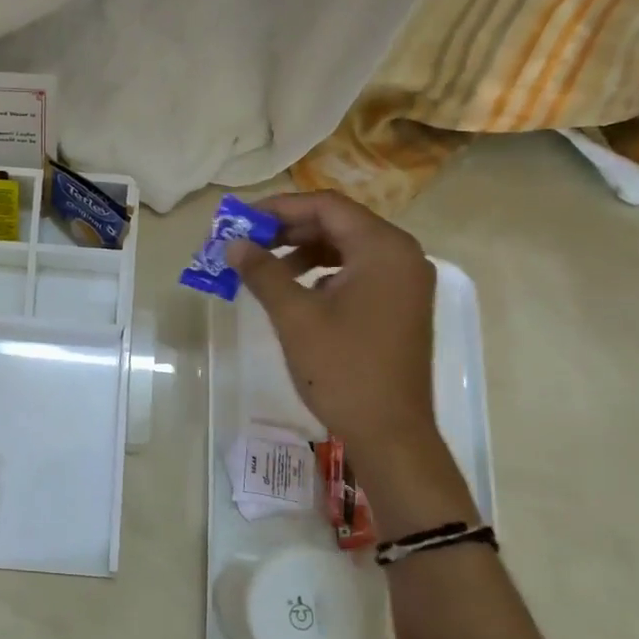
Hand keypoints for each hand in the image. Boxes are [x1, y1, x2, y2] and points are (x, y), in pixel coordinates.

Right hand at [225, 192, 470, 526]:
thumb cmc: (342, 369)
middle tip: (247, 243)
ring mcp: (405, 281)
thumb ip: (263, 272)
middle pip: (338, 223)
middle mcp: (402, 255)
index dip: (279, 207)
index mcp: (383, 248)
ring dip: (303, 252)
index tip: (240, 220)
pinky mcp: (400, 305)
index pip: (326, 206)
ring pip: (347, 248)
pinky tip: (297, 292)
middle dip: (288, 229)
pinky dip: (324, 273)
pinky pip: (358, 272)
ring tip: (265, 270)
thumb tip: (233, 244)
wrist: (390, 432)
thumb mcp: (295, 316)